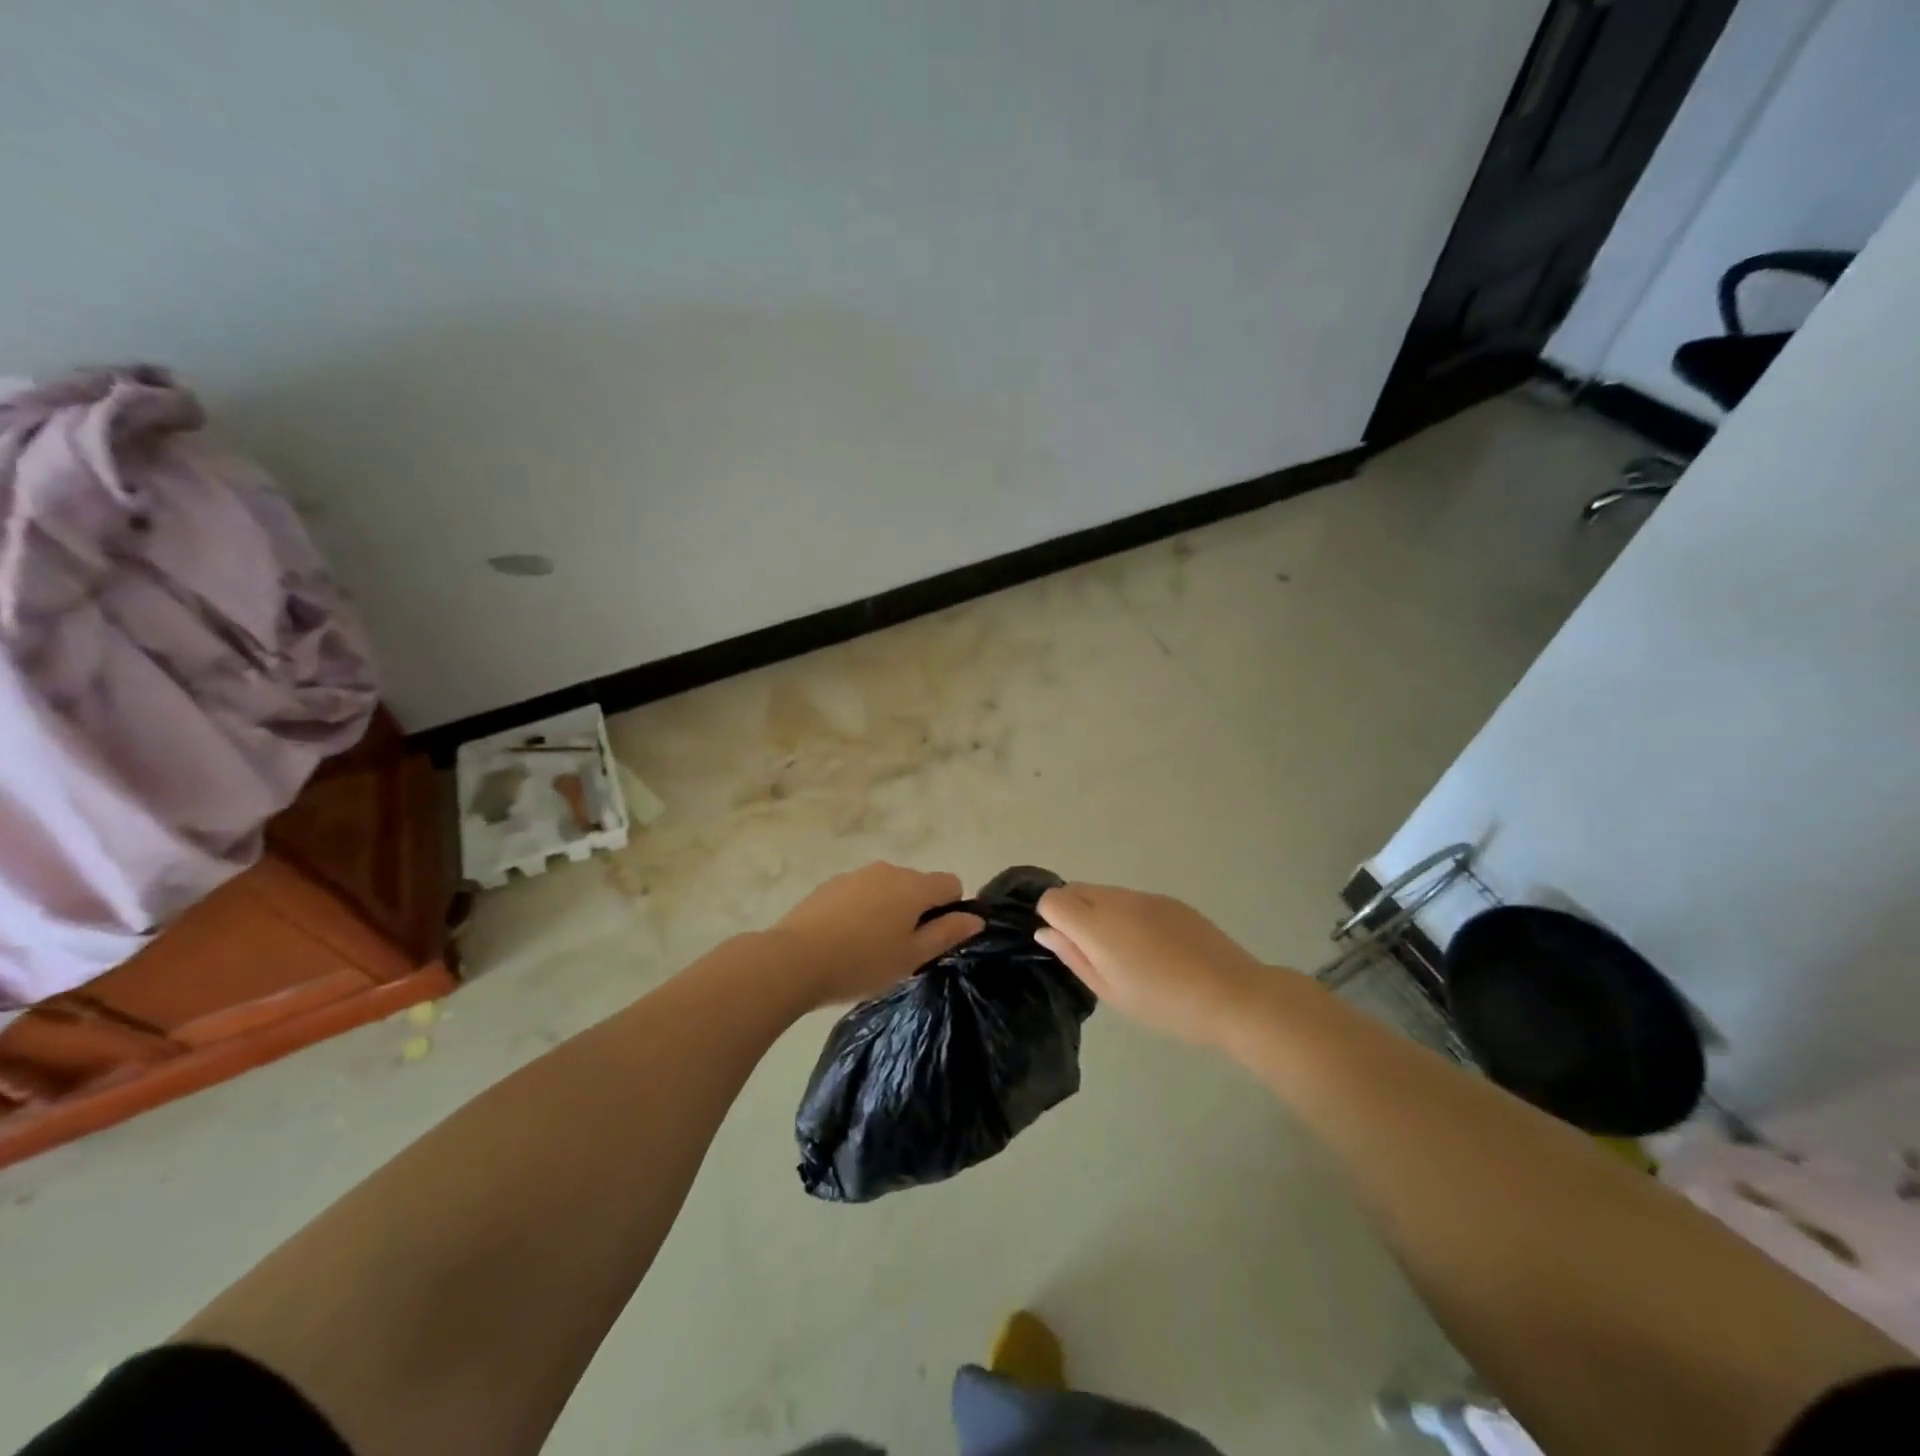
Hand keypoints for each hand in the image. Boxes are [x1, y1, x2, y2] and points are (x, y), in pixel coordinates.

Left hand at [771, 862, 983, 1009]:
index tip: (933, 940)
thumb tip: (975, 918)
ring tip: (868, 949)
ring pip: (887, 889)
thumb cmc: (863, 962)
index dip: (950, 910)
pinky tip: (844, 941)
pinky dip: (861, 911)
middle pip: (918, 885)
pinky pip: (860, 893)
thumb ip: (947, 934)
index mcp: (914, 886)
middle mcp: (888, 870)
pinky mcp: (830, 885)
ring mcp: (856, 874)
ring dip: (888, 910)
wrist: (795, 959)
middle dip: (917, 912)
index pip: (951, 883)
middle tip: (901, 952)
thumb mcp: (912, 957)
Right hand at [1035, 883, 1273, 1045]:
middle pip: (1075, 889)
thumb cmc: (1165, 1005)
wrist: (1233, 995)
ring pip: (1104, 892)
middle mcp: (1117, 901)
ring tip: (1124, 951)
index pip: (1053, 900)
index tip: (1067, 946)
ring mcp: (1146, 896)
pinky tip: (1151, 946)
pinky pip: (1131, 898)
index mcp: (1098, 926)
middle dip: (1070, 911)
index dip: (1051, 919)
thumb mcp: (1111, 992)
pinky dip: (1126, 913)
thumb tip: (1045, 932)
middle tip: (1090, 951)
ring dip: (1098, 912)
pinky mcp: (1169, 900)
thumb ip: (1074, 956)